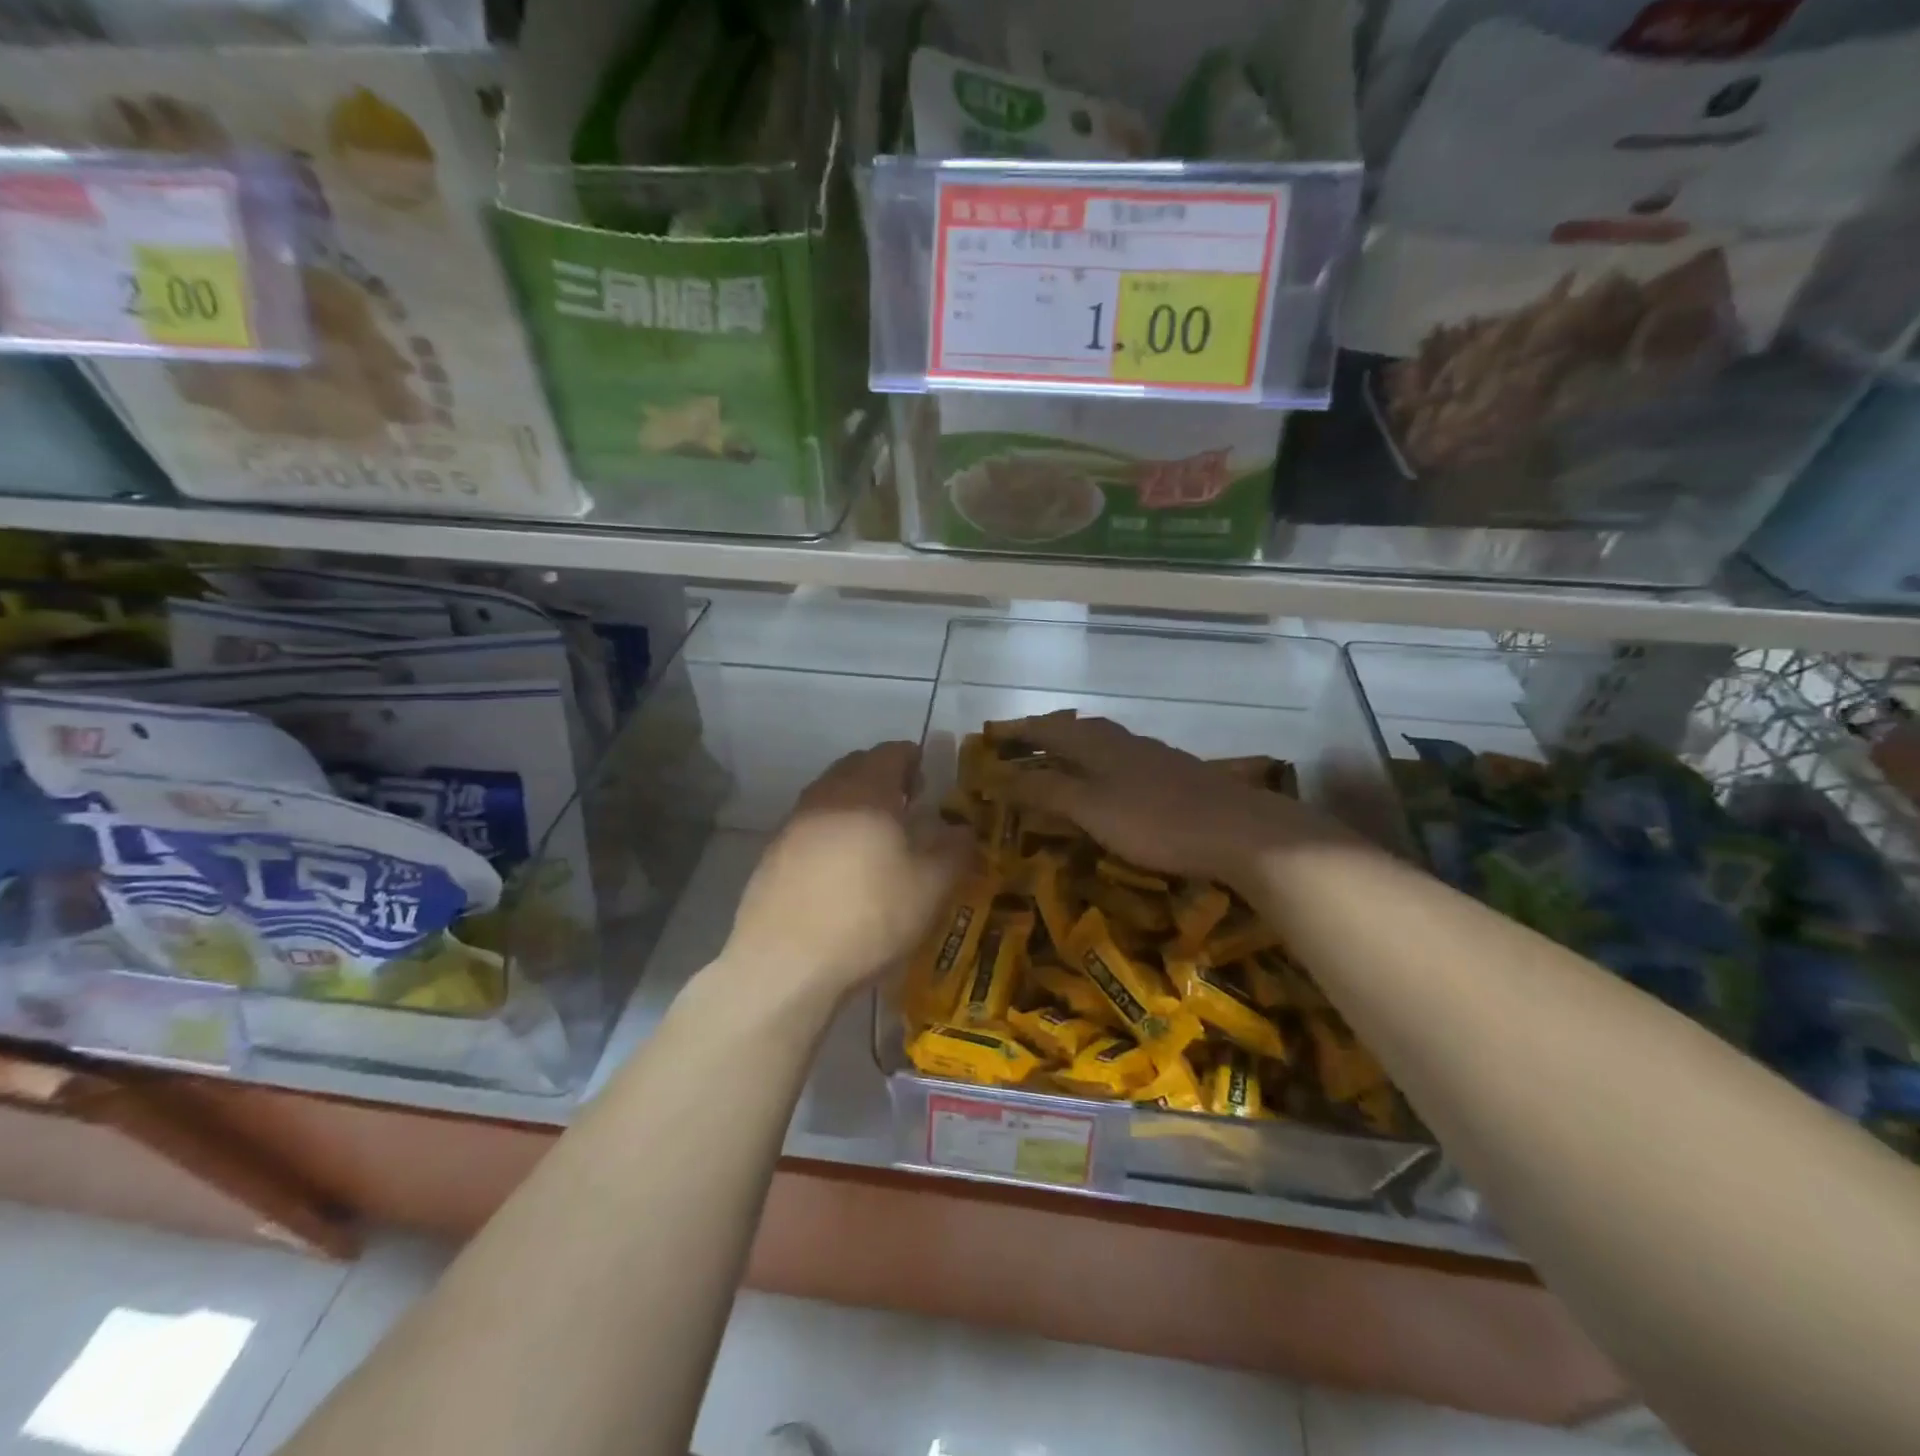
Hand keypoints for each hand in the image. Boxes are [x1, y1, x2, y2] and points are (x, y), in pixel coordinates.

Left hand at [721, 742, 972, 1001]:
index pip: (891, 753)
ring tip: (876, 839)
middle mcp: (825, 795)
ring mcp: (793, 824)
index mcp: (866, 791)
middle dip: (883, 778)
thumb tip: (963, 829)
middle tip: (906, 806)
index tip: (927, 782)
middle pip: (856, 767)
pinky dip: (831, 833)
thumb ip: (955, 850)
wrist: (785, 963)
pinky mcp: (772, 855)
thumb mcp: (931, 887)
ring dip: (855, 805)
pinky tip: (841, 870)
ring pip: (829, 796)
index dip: (913, 760)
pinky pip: (809, 827)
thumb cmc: (869, 916)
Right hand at [999, 712, 1335, 888]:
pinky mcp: (1174, 776)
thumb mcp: (1091, 808)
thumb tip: (1002, 777)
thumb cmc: (1156, 820)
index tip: (994, 737)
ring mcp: (1153, 757)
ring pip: (1103, 744)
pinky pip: (1123, 762)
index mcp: (1098, 744)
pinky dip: (1101, 767)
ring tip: (1059, 765)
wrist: (1238, 831)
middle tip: (1022, 749)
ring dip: (1075, 750)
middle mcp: (1123, 742)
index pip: (1048, 729)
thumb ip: (1047, 791)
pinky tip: (1109, 787)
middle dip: (1047, 736)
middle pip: (1077, 730)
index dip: (1020, 731)